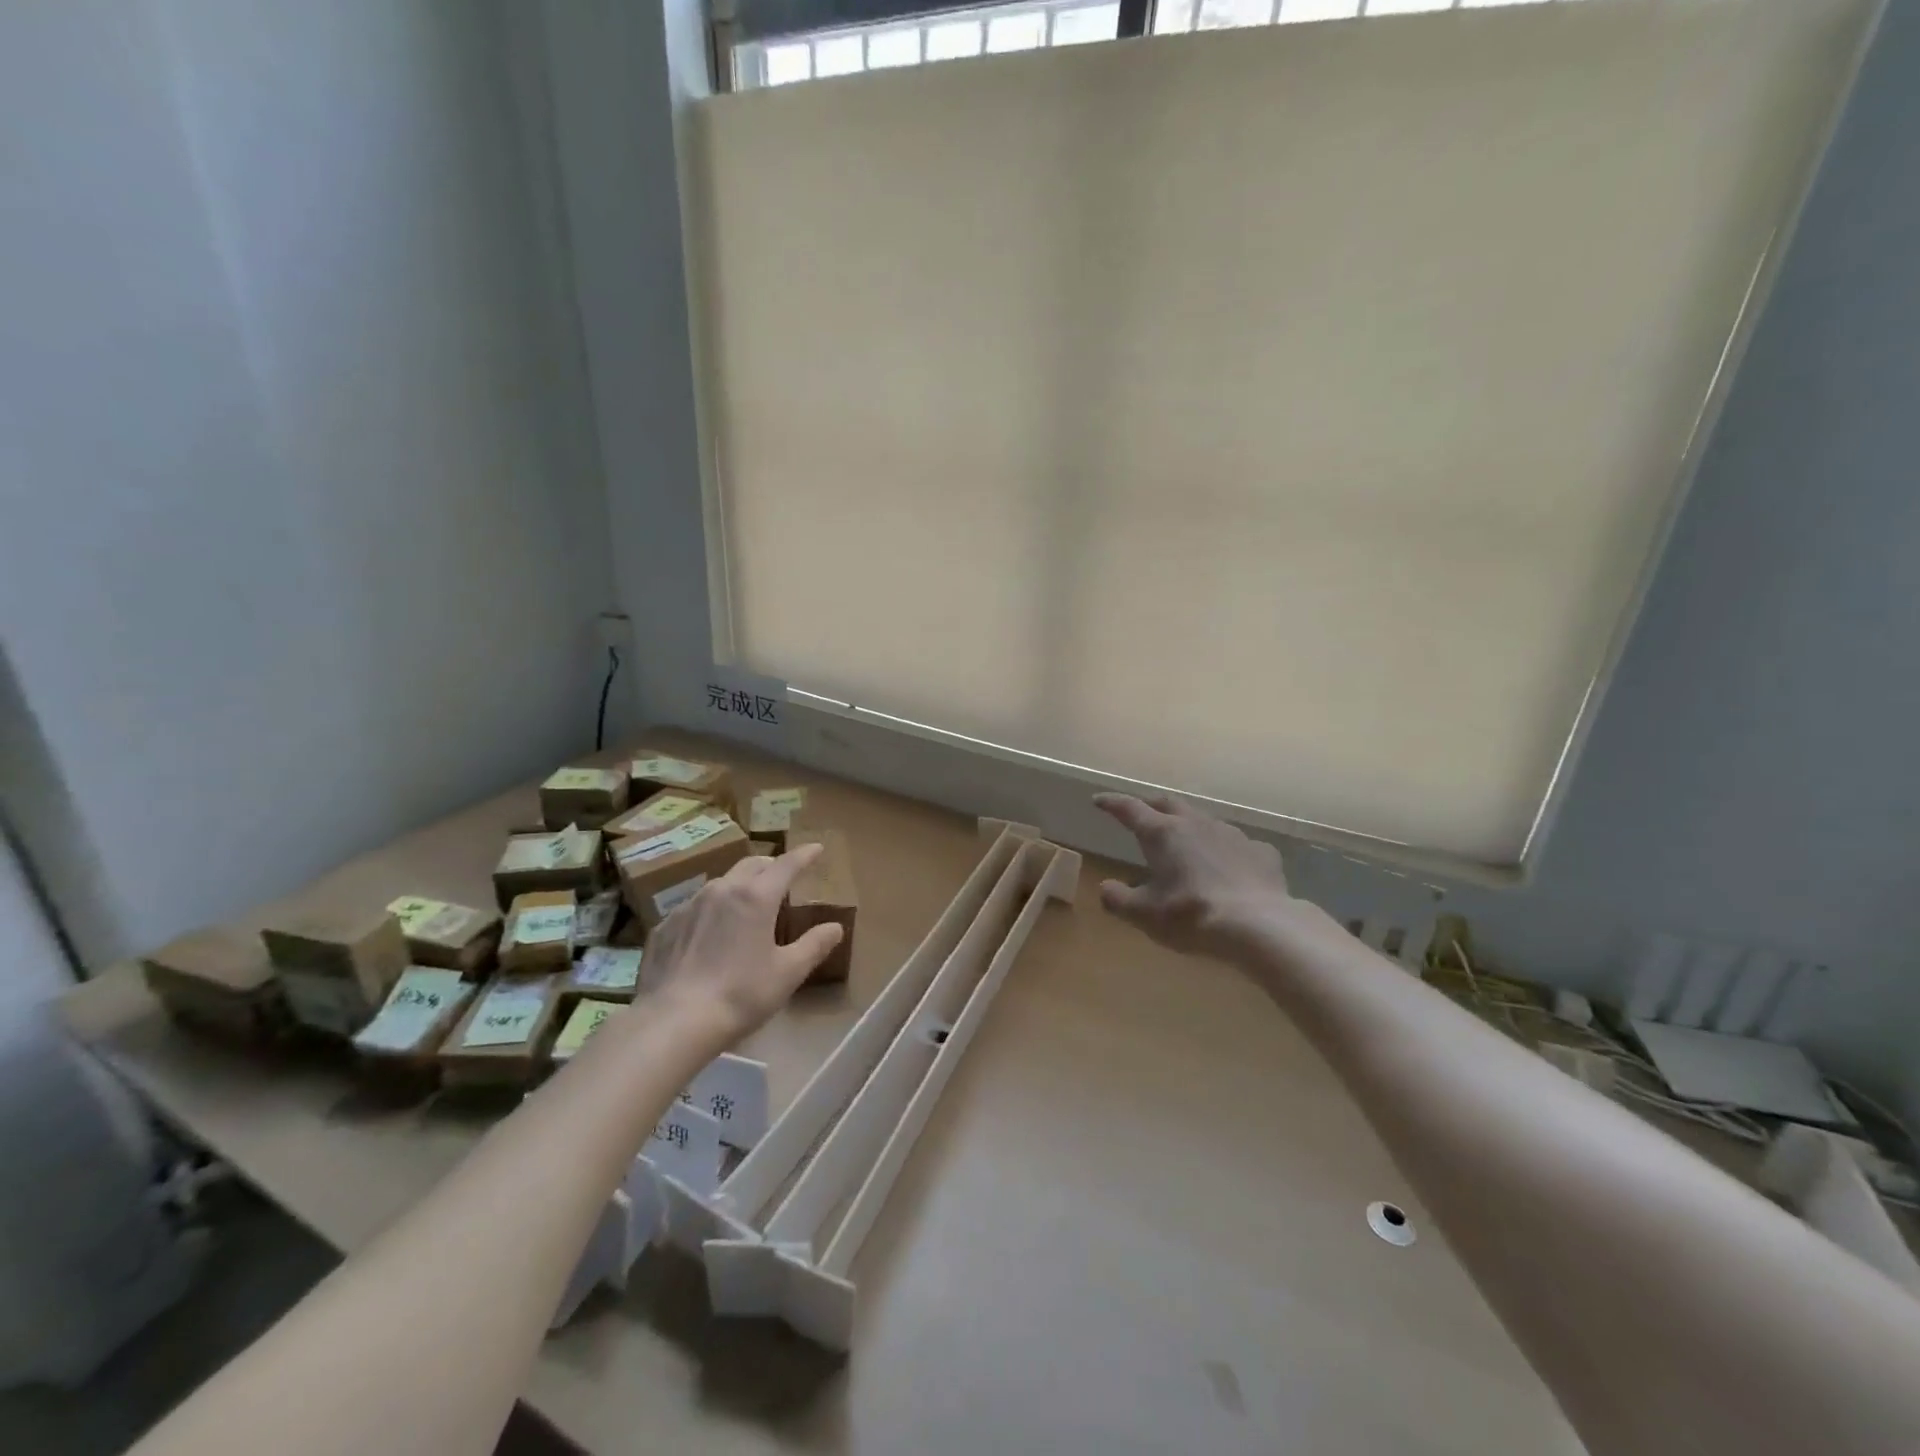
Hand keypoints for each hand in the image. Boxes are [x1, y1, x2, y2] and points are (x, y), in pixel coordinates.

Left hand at [643, 845, 843, 1043]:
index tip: (816, 848)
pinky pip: (694, 908)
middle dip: (770, 866)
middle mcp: (721, 890)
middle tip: (782, 877)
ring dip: (738, 887)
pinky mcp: (664, 927)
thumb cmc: (741, 995)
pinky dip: (710, 911)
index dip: (804, 855)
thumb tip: (835, 927)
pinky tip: (709, 936)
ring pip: (720, 884)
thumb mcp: (788, 973)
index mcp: (756, 897)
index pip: (786, 864)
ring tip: (745, 906)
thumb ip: (814, 946)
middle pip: (751, 865)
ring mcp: (688, 906)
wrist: (673, 1022)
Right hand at [1093, 792, 1299, 959]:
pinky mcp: (1261, 852)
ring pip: (1205, 821)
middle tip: (1143, 813)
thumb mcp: (1144, 914)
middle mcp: (1196, 824)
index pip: (1130, 809)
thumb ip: (1119, 899)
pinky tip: (1229, 867)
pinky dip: (1226, 851)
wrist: (1259, 925)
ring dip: (1190, 826)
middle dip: (1152, 806)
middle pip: (1169, 804)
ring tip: (1186, 841)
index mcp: (1162, 834)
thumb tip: (1105, 888)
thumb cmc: (1191, 916)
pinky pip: (1238, 845)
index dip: (1112, 803)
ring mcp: (1232, 835)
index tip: (1099, 800)